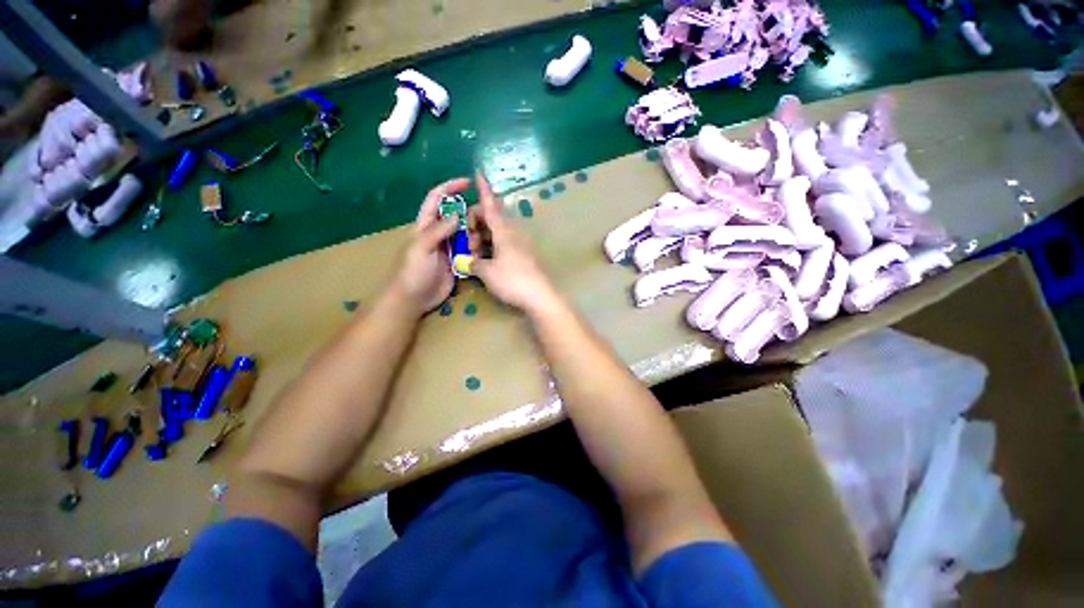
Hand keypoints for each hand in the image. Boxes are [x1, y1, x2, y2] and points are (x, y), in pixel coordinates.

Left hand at [391, 177, 469, 314]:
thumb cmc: (412, 272)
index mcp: (425, 225)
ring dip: (473, 237)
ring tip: (474, 246)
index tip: (468, 183)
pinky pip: (469, 251)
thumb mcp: (421, 248)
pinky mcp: (456, 262)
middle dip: (469, 217)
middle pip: (456, 217)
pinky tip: (478, 256)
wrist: (413, 299)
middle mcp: (438, 233)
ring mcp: (448, 248)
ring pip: (466, 234)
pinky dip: (475, 251)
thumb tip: (456, 214)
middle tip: (479, 224)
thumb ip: (437, 230)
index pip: (436, 199)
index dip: (449, 188)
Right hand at [469, 172, 560, 314]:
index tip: (479, 172)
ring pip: (498, 232)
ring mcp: (521, 243)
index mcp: (504, 230)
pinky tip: (487, 260)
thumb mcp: (487, 272)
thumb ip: (473, 263)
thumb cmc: (512, 279)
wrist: (541, 295)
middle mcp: (514, 232)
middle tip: (467, 243)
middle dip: (475, 224)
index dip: (483, 189)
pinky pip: (505, 243)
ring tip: (475, 255)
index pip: (490, 205)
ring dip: (483, 237)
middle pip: (492, 218)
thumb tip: (466, 262)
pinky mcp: (525, 254)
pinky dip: (494, 246)